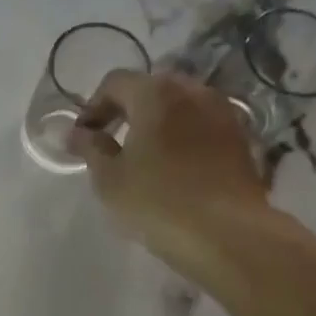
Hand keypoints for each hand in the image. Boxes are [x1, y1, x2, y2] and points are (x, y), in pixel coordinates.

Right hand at [71, 70, 271, 270]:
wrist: (226, 233)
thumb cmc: (157, 202)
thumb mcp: (108, 178)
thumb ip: (90, 147)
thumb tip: (74, 133)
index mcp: (156, 94)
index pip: (115, 82)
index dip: (93, 107)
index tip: (83, 137)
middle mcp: (193, 91)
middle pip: (152, 87)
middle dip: (128, 109)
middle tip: (111, 141)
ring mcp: (223, 113)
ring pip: (181, 105)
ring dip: (158, 122)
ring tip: (144, 155)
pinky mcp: (241, 138)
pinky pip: (202, 125)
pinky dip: (183, 136)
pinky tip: (174, 166)